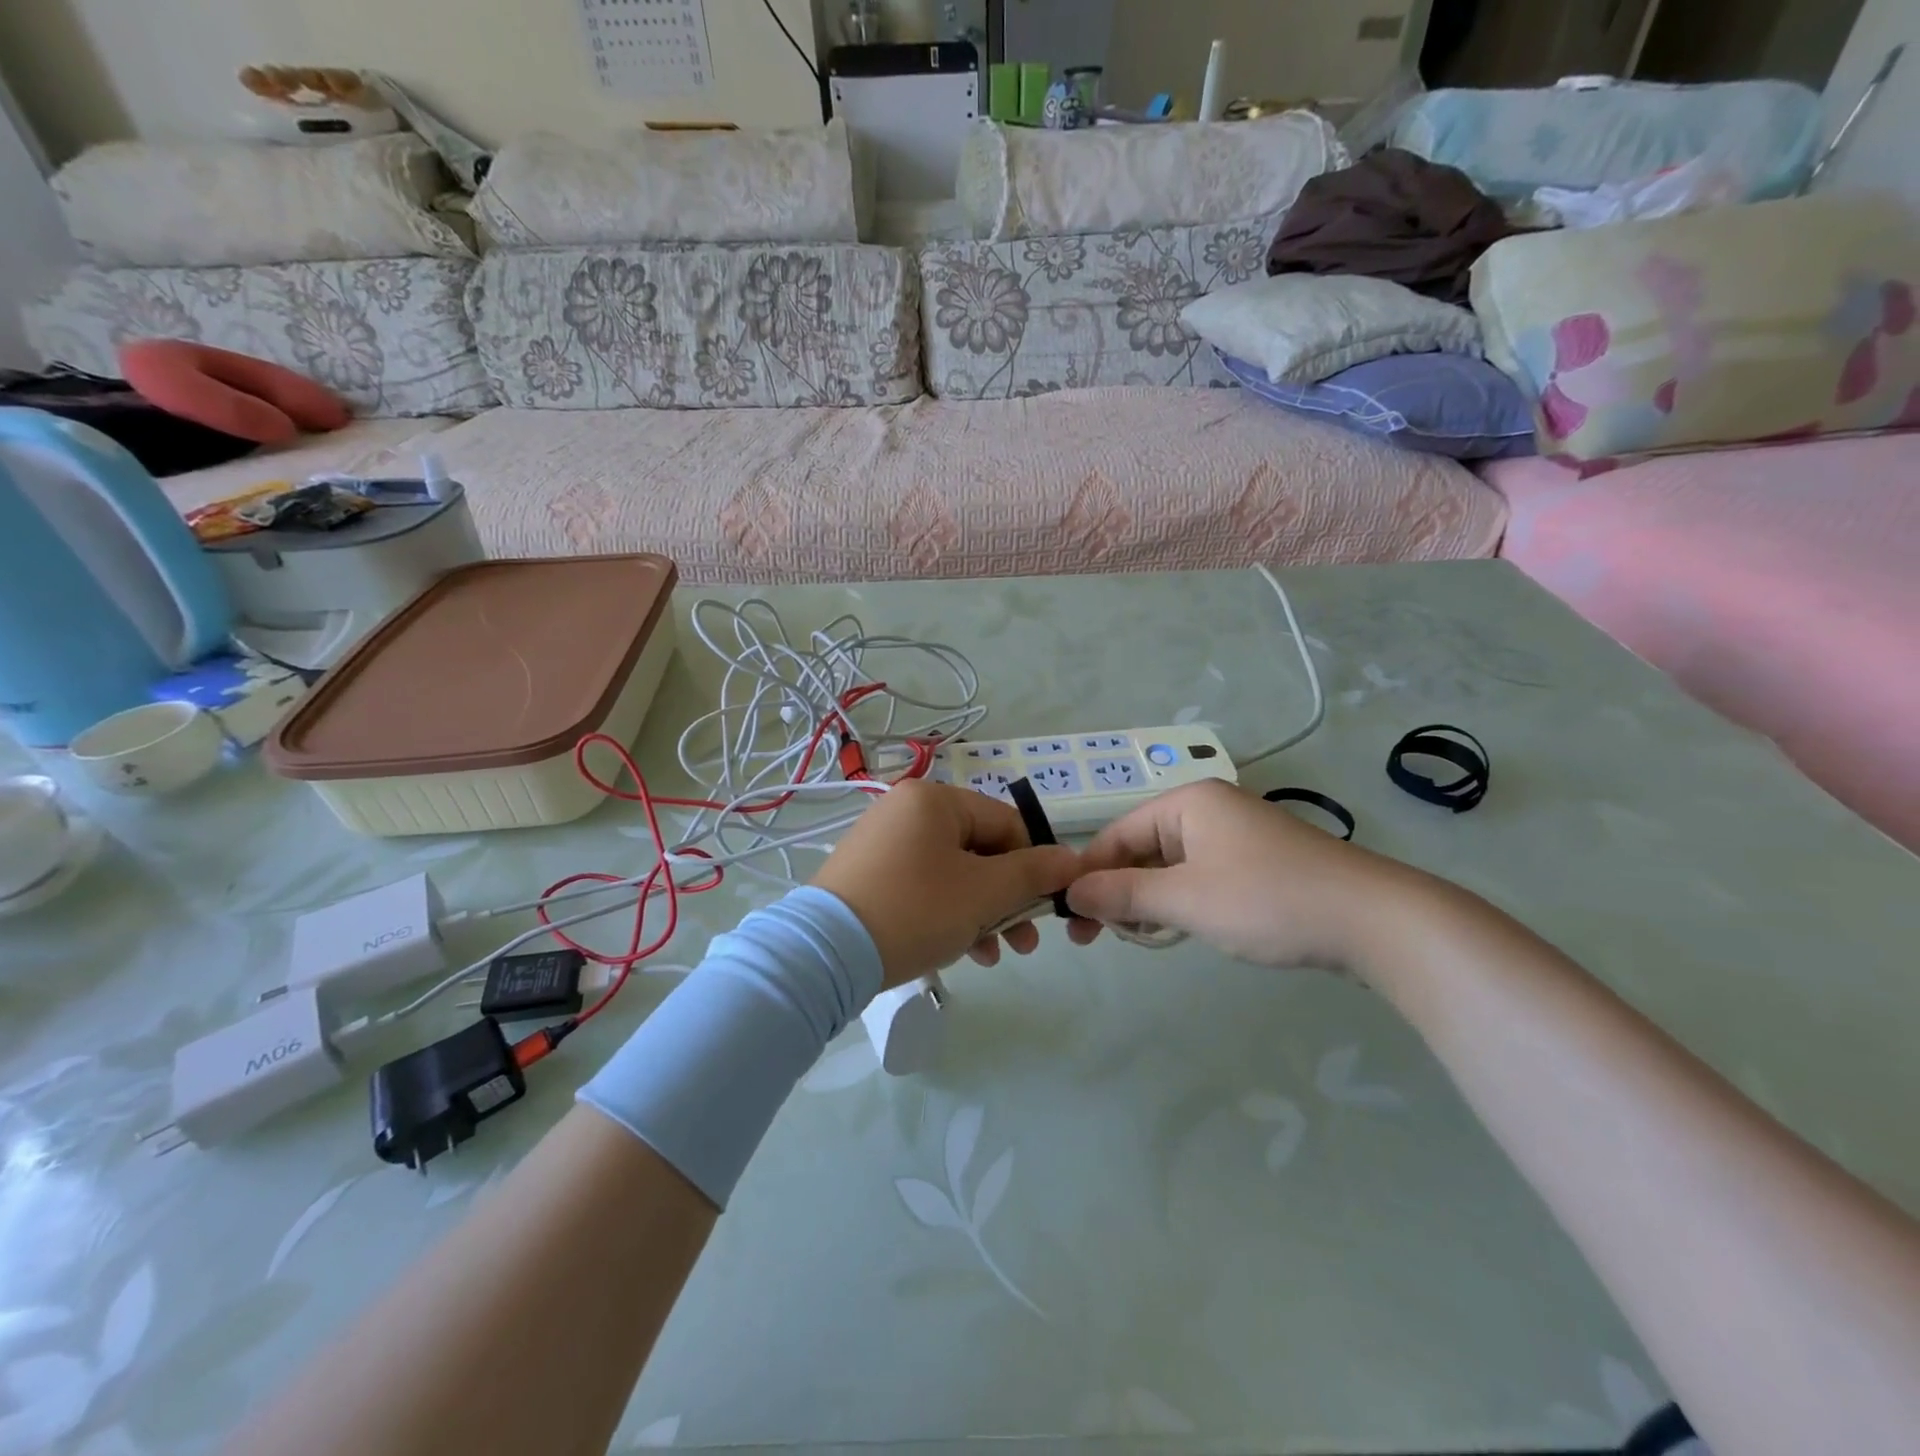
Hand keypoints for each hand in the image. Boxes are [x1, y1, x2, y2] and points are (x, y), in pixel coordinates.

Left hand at [813, 780, 1080, 986]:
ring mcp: (883, 842)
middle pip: (979, 850)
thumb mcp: (983, 892)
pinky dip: (946, 914)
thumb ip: (1032, 873)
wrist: (825, 953)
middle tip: (1024, 943)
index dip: (1034, 866)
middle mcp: (906, 810)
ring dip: (981, 913)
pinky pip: (923, 886)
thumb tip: (1072, 859)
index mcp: (935, 799)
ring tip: (992, 955)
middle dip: (1007, 899)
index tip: (1044, 909)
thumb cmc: (915, 910)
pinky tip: (959, 952)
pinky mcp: (868, 874)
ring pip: (953, 873)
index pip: (1007, 824)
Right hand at [1066, 780, 1429, 977]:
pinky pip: (1200, 876)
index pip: (1117, 834)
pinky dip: (1181, 901)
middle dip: (1118, 889)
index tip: (1069, 918)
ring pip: (1171, 865)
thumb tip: (1071, 894)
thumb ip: (1123, 894)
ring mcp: (1237, 836)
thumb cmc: (1267, 900)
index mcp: (1187, 803)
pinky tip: (1178, 928)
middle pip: (1142, 848)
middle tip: (1098, 936)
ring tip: (1138, 936)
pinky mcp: (1258, 863)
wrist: (1373, 920)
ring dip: (1149, 899)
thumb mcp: (1185, 899)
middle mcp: (1209, 809)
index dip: (1089, 874)